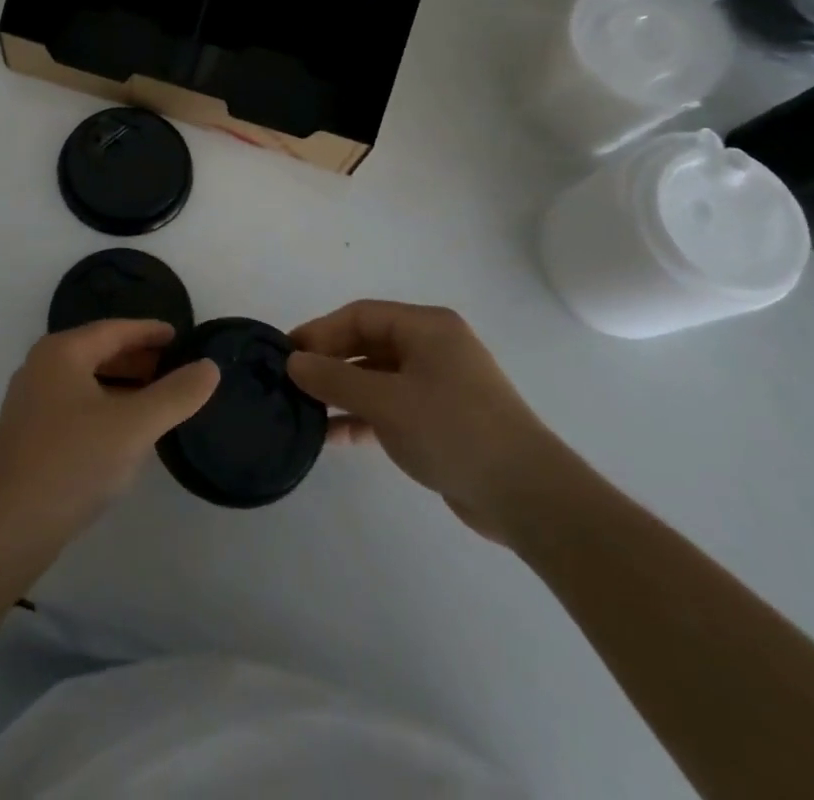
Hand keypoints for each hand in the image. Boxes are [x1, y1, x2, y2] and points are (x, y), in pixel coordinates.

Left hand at [0, 321, 219, 562]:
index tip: (182, 337)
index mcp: (62, 352)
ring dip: (124, 386)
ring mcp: (32, 402)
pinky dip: (106, 408)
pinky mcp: (29, 436)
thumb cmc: (71, 463)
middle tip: (178, 369)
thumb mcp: (133, 426)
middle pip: (99, 352)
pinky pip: (77, 407)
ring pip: (88, 382)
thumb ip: (175, 394)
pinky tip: (127, 434)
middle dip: (139, 359)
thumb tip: (210, 366)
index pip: (115, 330)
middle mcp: (42, 367)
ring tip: (160, 400)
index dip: (150, 332)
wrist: (5, 529)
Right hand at [287, 301, 573, 545]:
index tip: (286, 354)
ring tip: (304, 411)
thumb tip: (293, 362)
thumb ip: (335, 378)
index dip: (320, 331)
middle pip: (367, 344)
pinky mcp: (441, 421)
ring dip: (342, 393)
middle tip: (290, 383)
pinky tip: (333, 437)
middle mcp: (433, 348)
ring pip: (377, 379)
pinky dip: (363, 418)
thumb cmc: (453, 430)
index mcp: (426, 327)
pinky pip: (391, 408)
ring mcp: (439, 386)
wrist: (527, 496)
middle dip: (329, 363)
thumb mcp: (385, 401)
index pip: (360, 316)